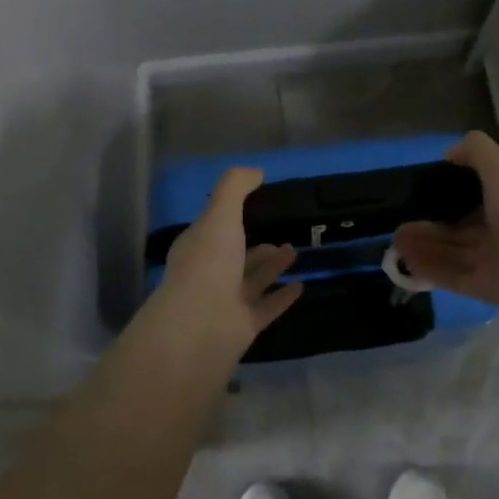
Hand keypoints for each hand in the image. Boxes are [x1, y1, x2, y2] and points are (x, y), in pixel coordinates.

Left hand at [153, 167, 301, 351]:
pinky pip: (266, 308)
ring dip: (272, 266)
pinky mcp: (243, 327)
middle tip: (282, 235)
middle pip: (235, 257)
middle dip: (256, 246)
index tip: (255, 206)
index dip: (229, 217)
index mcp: (197, 247)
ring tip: (295, 251)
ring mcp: (225, 303)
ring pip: (252, 281)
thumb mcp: (220, 213)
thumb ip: (235, 187)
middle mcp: (209, 274)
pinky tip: (301, 286)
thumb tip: (256, 171)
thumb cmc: (209, 262)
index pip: (213, 228)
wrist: (202, 324)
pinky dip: (282, 297)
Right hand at [392, 131, 498, 319]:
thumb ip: (475, 151)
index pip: (471, 195)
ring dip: (421, 245)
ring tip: (394, 241)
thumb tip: (447, 155)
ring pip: (449, 251)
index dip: (445, 192)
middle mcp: (498, 230)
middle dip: (426, 223)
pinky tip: (404, 263)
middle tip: (396, 222)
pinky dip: (427, 269)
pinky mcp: (481, 287)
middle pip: (455, 227)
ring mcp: (490, 261)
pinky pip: (449, 276)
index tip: (417, 190)